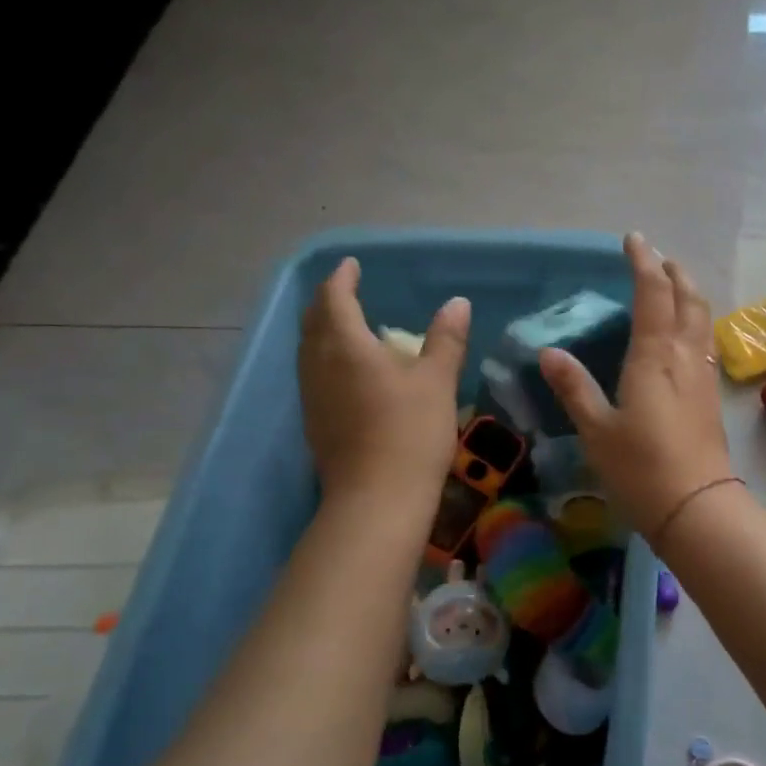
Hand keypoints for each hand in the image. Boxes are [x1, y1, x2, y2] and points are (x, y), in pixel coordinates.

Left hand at [298, 258, 469, 497]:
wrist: (377, 499)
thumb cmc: (410, 432)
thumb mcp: (437, 381)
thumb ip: (445, 339)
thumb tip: (456, 303)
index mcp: (345, 346)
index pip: (334, 299)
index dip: (342, 279)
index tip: (352, 266)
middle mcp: (319, 365)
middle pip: (313, 322)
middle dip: (327, 302)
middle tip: (346, 292)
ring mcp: (312, 396)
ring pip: (309, 350)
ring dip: (323, 330)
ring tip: (346, 327)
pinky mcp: (314, 423)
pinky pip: (313, 375)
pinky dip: (326, 358)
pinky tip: (347, 372)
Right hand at [539, 233, 733, 534]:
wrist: (697, 507)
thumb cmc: (640, 468)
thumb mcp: (596, 430)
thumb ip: (574, 388)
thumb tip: (550, 353)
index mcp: (654, 356)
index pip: (653, 293)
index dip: (644, 263)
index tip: (633, 240)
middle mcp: (684, 357)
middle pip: (689, 299)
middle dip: (675, 272)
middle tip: (658, 258)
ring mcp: (703, 376)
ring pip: (702, 320)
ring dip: (690, 295)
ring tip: (674, 287)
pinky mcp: (712, 397)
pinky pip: (705, 344)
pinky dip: (695, 324)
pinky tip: (685, 337)